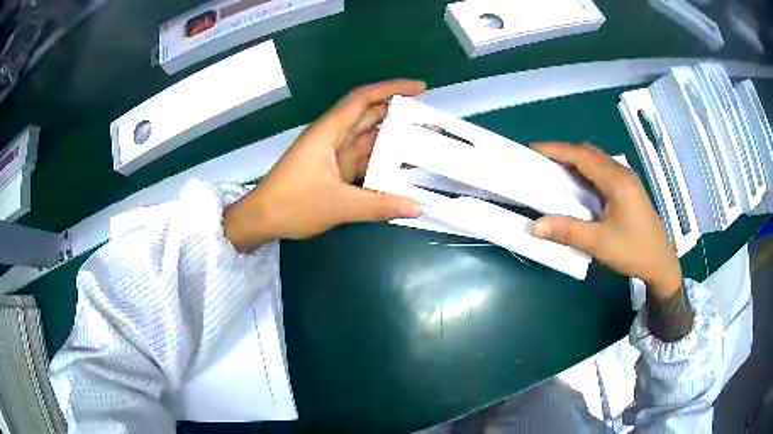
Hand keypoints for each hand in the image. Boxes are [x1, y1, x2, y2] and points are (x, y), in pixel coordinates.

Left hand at [224, 79, 425, 252]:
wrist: (261, 219)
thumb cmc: (292, 205)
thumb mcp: (337, 205)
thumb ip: (378, 205)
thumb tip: (416, 206)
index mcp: (329, 132)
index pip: (363, 99)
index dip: (392, 89)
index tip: (420, 88)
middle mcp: (333, 136)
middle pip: (369, 114)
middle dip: (400, 111)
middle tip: (430, 117)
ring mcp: (333, 154)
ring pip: (368, 137)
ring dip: (394, 137)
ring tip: (424, 139)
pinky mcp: (334, 169)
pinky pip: (363, 158)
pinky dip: (382, 160)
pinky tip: (402, 167)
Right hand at [530, 143, 682, 299]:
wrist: (661, 263)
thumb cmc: (634, 251)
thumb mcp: (600, 244)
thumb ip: (568, 231)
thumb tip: (535, 226)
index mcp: (617, 180)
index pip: (582, 156)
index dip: (556, 150)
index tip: (532, 149)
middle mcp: (622, 173)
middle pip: (589, 153)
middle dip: (563, 152)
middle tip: (539, 161)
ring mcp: (627, 181)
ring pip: (597, 161)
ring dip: (574, 161)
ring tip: (553, 170)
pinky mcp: (628, 190)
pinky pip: (602, 172)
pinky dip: (585, 171)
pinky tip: (576, 184)